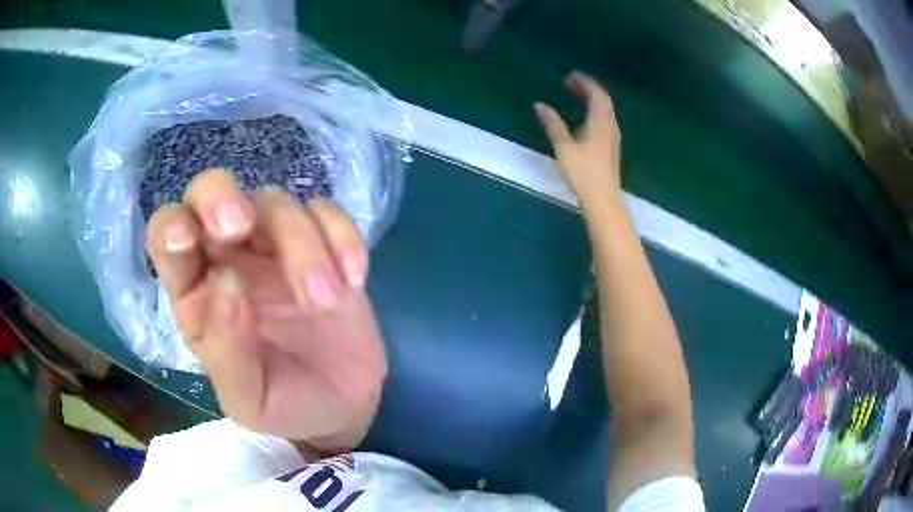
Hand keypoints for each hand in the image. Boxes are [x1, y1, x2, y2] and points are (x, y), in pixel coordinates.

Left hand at [145, 170, 386, 449]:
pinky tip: (353, 281)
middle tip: (241, 226)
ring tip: (325, 302)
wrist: (343, 406)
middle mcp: (229, 257)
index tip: (184, 240)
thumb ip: (227, 352)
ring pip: (276, 204)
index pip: (166, 238)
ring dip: (302, 247)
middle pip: (211, 191)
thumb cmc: (284, 405)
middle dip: (221, 199)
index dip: (169, 227)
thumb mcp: (247, 400)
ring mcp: (276, 247)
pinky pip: (327, 214)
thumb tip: (227, 284)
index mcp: (196, 294)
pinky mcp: (323, 245)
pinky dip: (342, 238)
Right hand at [534, 72, 621, 207]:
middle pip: (602, 100)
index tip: (570, 76)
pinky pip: (604, 119)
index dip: (585, 82)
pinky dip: (593, 111)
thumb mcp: (564, 147)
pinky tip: (582, 117)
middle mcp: (610, 126)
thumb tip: (540, 105)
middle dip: (587, 88)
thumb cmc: (583, 172)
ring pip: (604, 110)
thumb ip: (552, 124)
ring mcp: (612, 137)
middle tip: (570, 83)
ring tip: (575, 95)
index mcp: (600, 122)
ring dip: (591, 99)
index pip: (597, 94)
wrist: (603, 199)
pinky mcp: (610, 146)